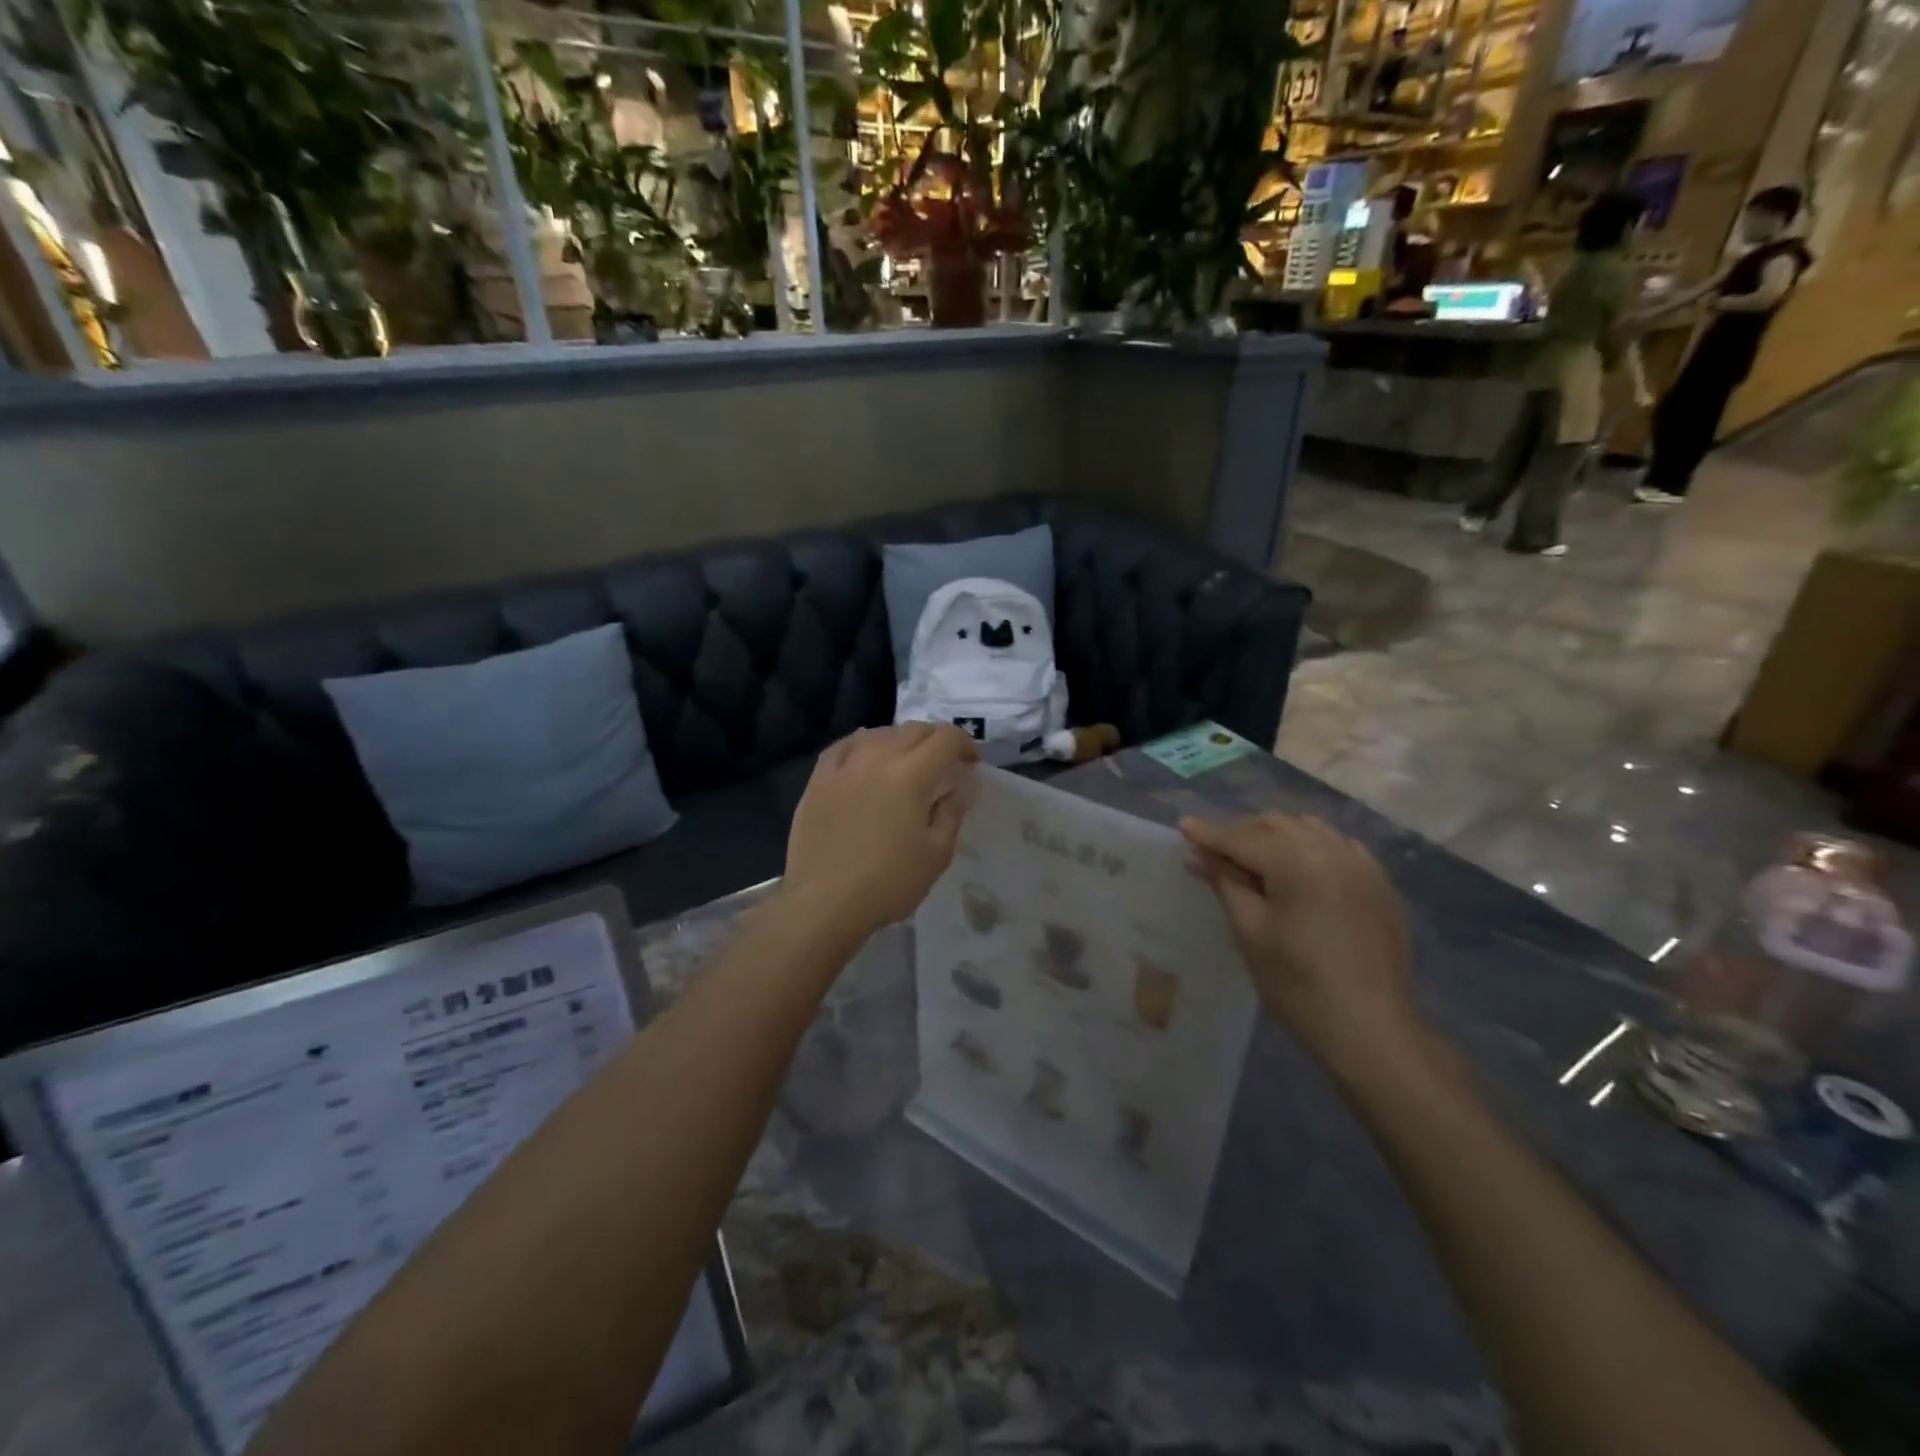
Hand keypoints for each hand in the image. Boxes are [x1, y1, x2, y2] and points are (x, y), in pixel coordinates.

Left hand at [784, 723, 979, 940]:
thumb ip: (951, 814)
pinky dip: (863, 744)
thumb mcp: (936, 854)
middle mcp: (877, 758)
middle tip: (945, 760)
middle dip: (936, 739)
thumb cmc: (888, 883)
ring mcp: (843, 766)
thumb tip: (956, 790)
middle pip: (913, 730)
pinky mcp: (818, 779)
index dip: (965, 744)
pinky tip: (865, 754)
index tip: (972, 763)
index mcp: (911, 775)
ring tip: (907, 758)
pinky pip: (844, 746)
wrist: (824, 902)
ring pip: (878, 733)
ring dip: (901, 739)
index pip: (946, 739)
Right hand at [1182, 813, 1422, 1075]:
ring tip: (1254, 857)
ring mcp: (1362, 866)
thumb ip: (1225, 883)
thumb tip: (1198, 855)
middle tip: (1214, 852)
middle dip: (1242, 832)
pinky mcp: (1380, 884)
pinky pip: (1339, 846)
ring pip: (1309, 828)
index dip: (1210, 833)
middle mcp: (1332, 851)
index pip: (1243, 839)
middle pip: (1276, 825)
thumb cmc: (1298, 985)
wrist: (1371, 1029)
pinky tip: (1300, 868)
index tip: (1183, 826)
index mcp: (1298, 863)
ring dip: (1277, 834)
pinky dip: (1312, 846)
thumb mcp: (1250, 932)